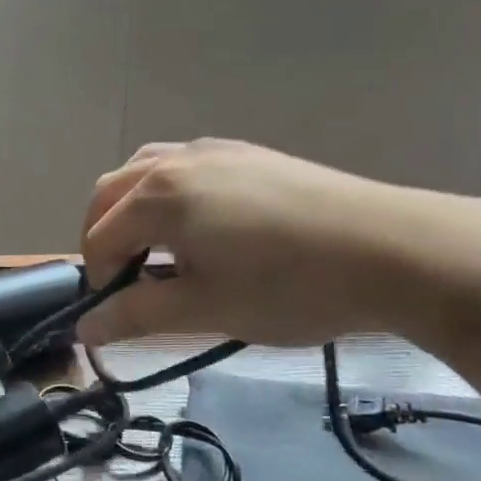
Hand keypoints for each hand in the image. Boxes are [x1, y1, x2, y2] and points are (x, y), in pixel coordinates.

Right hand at [77, 139, 480, 347]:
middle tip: (126, 282)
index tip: (117, 314)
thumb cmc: (289, 286)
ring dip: (132, 210)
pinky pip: (183, 166)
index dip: (98, 279)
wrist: (397, 251)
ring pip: (145, 172)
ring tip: (158, 250)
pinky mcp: (248, 153)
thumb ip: (135, 315)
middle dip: (105, 238)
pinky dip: (168, 194)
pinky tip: (201, 228)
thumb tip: (84, 330)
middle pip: (110, 194)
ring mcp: (214, 150)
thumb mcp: (204, 309)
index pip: (99, 237)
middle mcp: (175, 160)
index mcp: (157, 196)